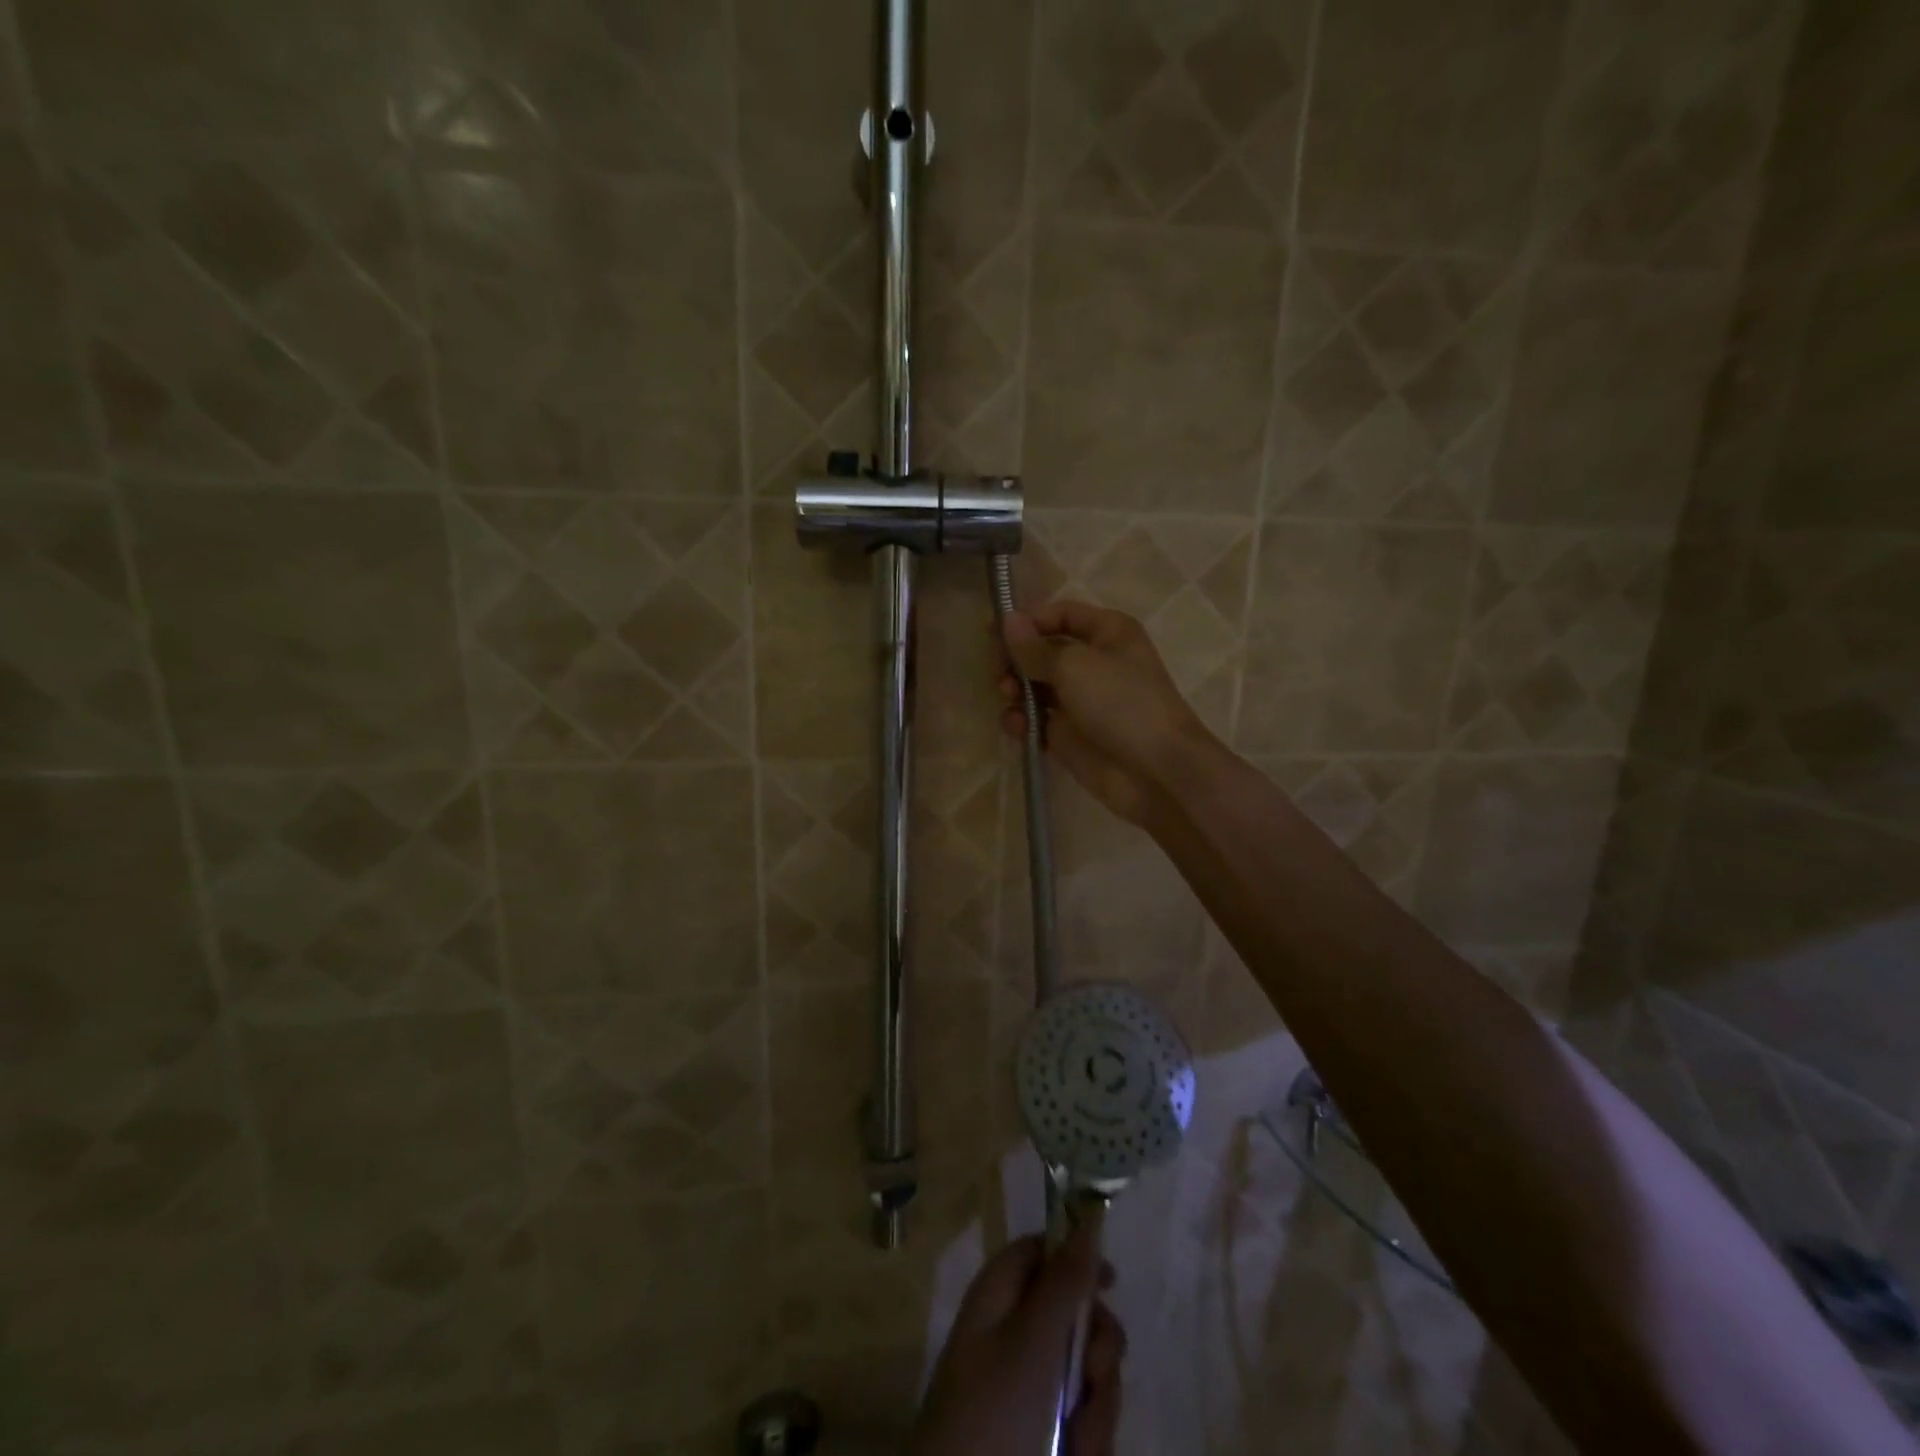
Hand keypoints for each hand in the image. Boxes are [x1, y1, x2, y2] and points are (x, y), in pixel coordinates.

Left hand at [911, 1225, 1126, 1455]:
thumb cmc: (994, 1412)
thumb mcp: (1034, 1341)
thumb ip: (1066, 1281)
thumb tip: (1088, 1220)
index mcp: (999, 1294)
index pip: (1041, 1250)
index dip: (1077, 1256)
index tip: (1112, 1283)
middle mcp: (1012, 1331)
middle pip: (1073, 1314)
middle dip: (1097, 1350)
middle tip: (1095, 1375)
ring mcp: (1026, 1385)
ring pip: (1085, 1372)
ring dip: (1096, 1406)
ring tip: (1078, 1440)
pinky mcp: (1040, 1431)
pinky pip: (1080, 1418)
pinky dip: (1087, 1439)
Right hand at [999, 601, 1215, 827]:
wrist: (1154, 771)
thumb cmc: (1120, 703)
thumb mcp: (1074, 666)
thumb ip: (1035, 647)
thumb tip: (1008, 620)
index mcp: (1107, 633)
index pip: (1060, 614)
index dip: (1027, 621)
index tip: (993, 634)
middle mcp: (1094, 662)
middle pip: (1042, 649)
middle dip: (1017, 659)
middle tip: (999, 674)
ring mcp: (1080, 700)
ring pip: (1034, 686)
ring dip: (1015, 690)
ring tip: (1009, 699)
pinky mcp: (1068, 734)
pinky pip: (1036, 719)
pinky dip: (1022, 720)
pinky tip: (1017, 726)